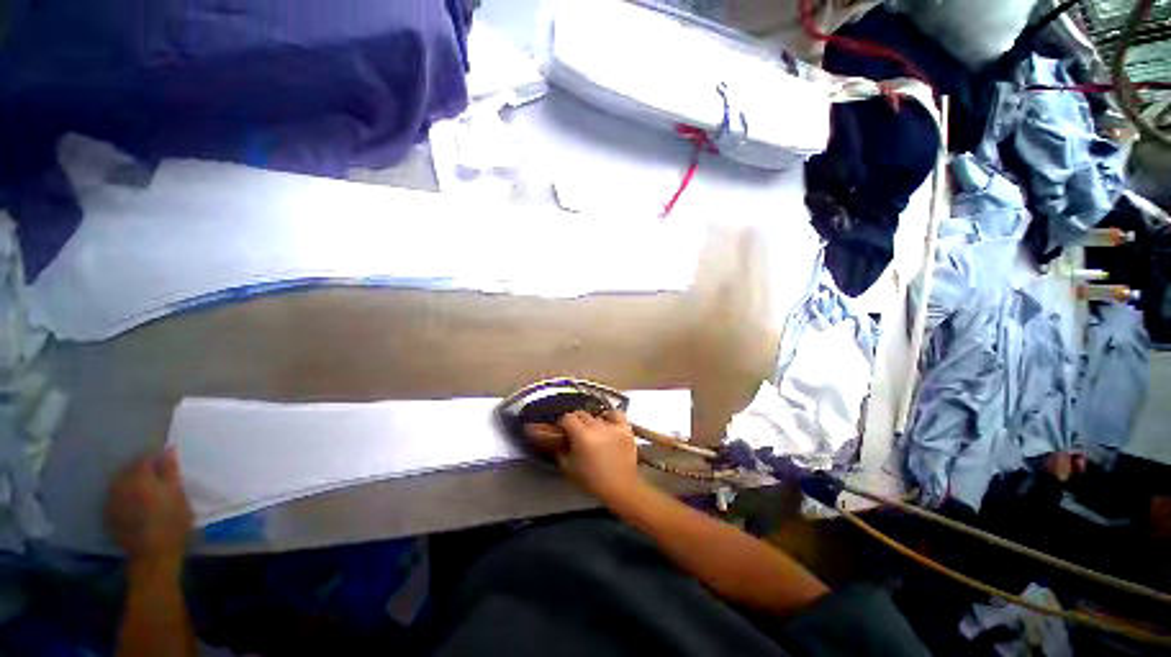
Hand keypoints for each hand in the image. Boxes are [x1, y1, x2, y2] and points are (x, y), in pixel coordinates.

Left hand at [106, 448, 192, 567]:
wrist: (153, 554)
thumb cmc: (172, 521)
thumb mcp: (178, 494)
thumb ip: (170, 470)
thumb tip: (168, 448)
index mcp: (139, 478)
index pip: (144, 458)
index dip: (155, 459)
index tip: (165, 465)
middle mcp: (120, 485)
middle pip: (128, 470)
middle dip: (140, 470)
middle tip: (155, 478)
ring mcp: (111, 501)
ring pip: (118, 483)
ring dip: (129, 483)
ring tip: (143, 490)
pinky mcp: (108, 515)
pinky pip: (114, 498)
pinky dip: (123, 496)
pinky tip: (132, 504)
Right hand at [554, 410, 640, 501]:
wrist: (620, 488)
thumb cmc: (593, 481)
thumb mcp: (569, 469)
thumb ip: (560, 451)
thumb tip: (558, 441)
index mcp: (582, 436)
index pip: (567, 418)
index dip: (562, 423)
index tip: (563, 431)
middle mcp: (597, 428)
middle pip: (582, 414)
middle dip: (576, 422)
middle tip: (576, 433)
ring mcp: (613, 427)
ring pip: (597, 416)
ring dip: (592, 422)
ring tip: (592, 432)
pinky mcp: (625, 429)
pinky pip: (616, 415)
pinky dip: (610, 417)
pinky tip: (607, 424)